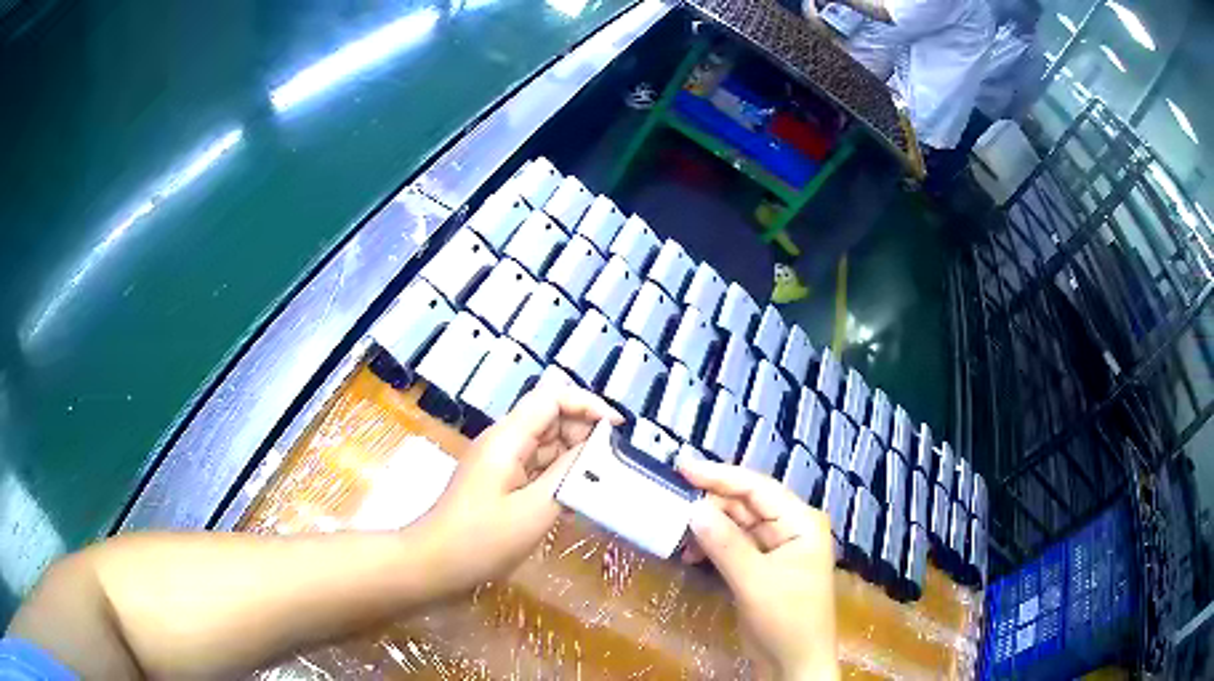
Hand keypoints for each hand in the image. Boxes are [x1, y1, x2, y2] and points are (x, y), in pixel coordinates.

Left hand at [415, 386, 622, 594]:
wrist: (434, 564)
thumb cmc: (481, 540)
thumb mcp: (535, 510)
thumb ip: (569, 475)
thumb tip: (597, 449)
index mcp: (508, 438)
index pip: (552, 398)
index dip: (588, 405)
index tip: (617, 430)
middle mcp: (504, 442)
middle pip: (551, 418)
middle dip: (584, 434)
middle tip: (611, 464)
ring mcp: (500, 462)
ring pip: (546, 445)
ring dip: (574, 458)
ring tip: (600, 482)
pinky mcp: (499, 482)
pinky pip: (536, 468)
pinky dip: (558, 476)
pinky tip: (575, 498)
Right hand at [676, 455, 839, 680]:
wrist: (794, 664)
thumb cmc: (786, 618)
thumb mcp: (754, 581)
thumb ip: (725, 543)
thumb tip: (693, 508)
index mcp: (800, 521)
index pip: (757, 487)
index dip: (719, 475)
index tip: (681, 465)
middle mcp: (790, 527)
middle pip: (746, 503)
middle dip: (710, 504)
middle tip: (672, 506)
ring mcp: (776, 548)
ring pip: (737, 524)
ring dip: (708, 528)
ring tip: (679, 536)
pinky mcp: (762, 567)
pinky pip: (734, 545)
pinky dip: (713, 547)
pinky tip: (691, 555)